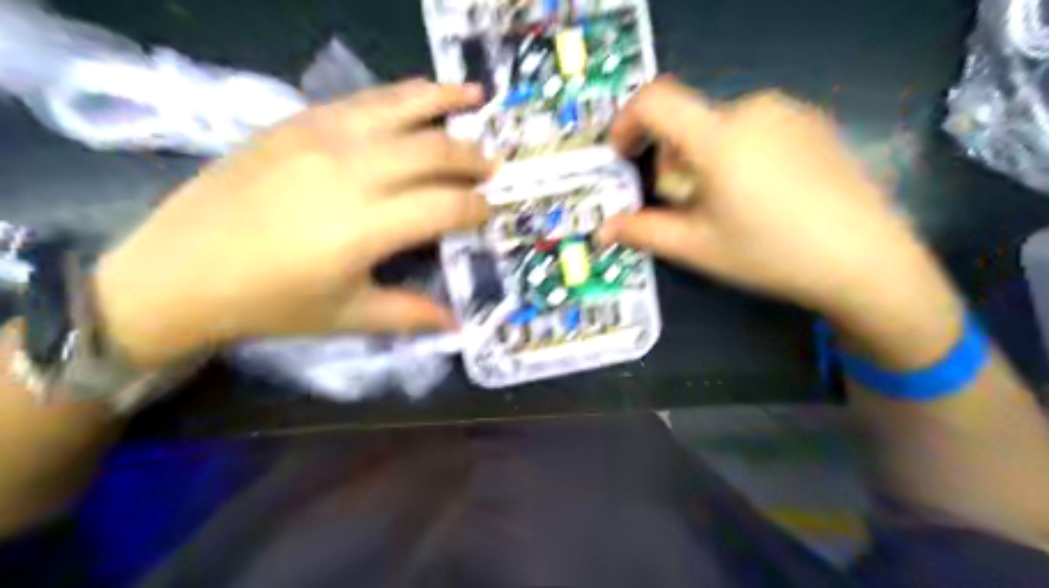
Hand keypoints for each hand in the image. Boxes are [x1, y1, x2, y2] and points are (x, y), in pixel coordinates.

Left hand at [95, 80, 496, 367]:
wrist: (178, 270)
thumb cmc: (270, 302)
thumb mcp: (347, 316)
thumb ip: (410, 314)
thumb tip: (460, 324)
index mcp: (366, 227)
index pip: (445, 206)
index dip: (476, 207)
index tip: (489, 211)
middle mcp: (351, 172)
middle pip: (432, 151)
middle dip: (472, 158)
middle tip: (493, 167)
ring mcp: (322, 138)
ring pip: (402, 109)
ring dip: (446, 101)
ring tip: (478, 98)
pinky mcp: (297, 123)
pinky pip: (362, 100)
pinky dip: (401, 94)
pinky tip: (421, 92)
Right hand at [603, 81, 960, 369]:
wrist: (865, 260)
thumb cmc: (769, 253)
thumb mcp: (696, 247)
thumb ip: (642, 231)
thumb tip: (603, 229)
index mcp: (719, 137)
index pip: (655, 100)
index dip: (626, 121)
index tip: (622, 155)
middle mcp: (753, 109)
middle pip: (687, 122)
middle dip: (671, 160)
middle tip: (684, 204)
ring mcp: (789, 112)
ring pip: (719, 126)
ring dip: (703, 158)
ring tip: (725, 202)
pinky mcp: (813, 123)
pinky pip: (754, 127)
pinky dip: (737, 153)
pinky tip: (762, 193)